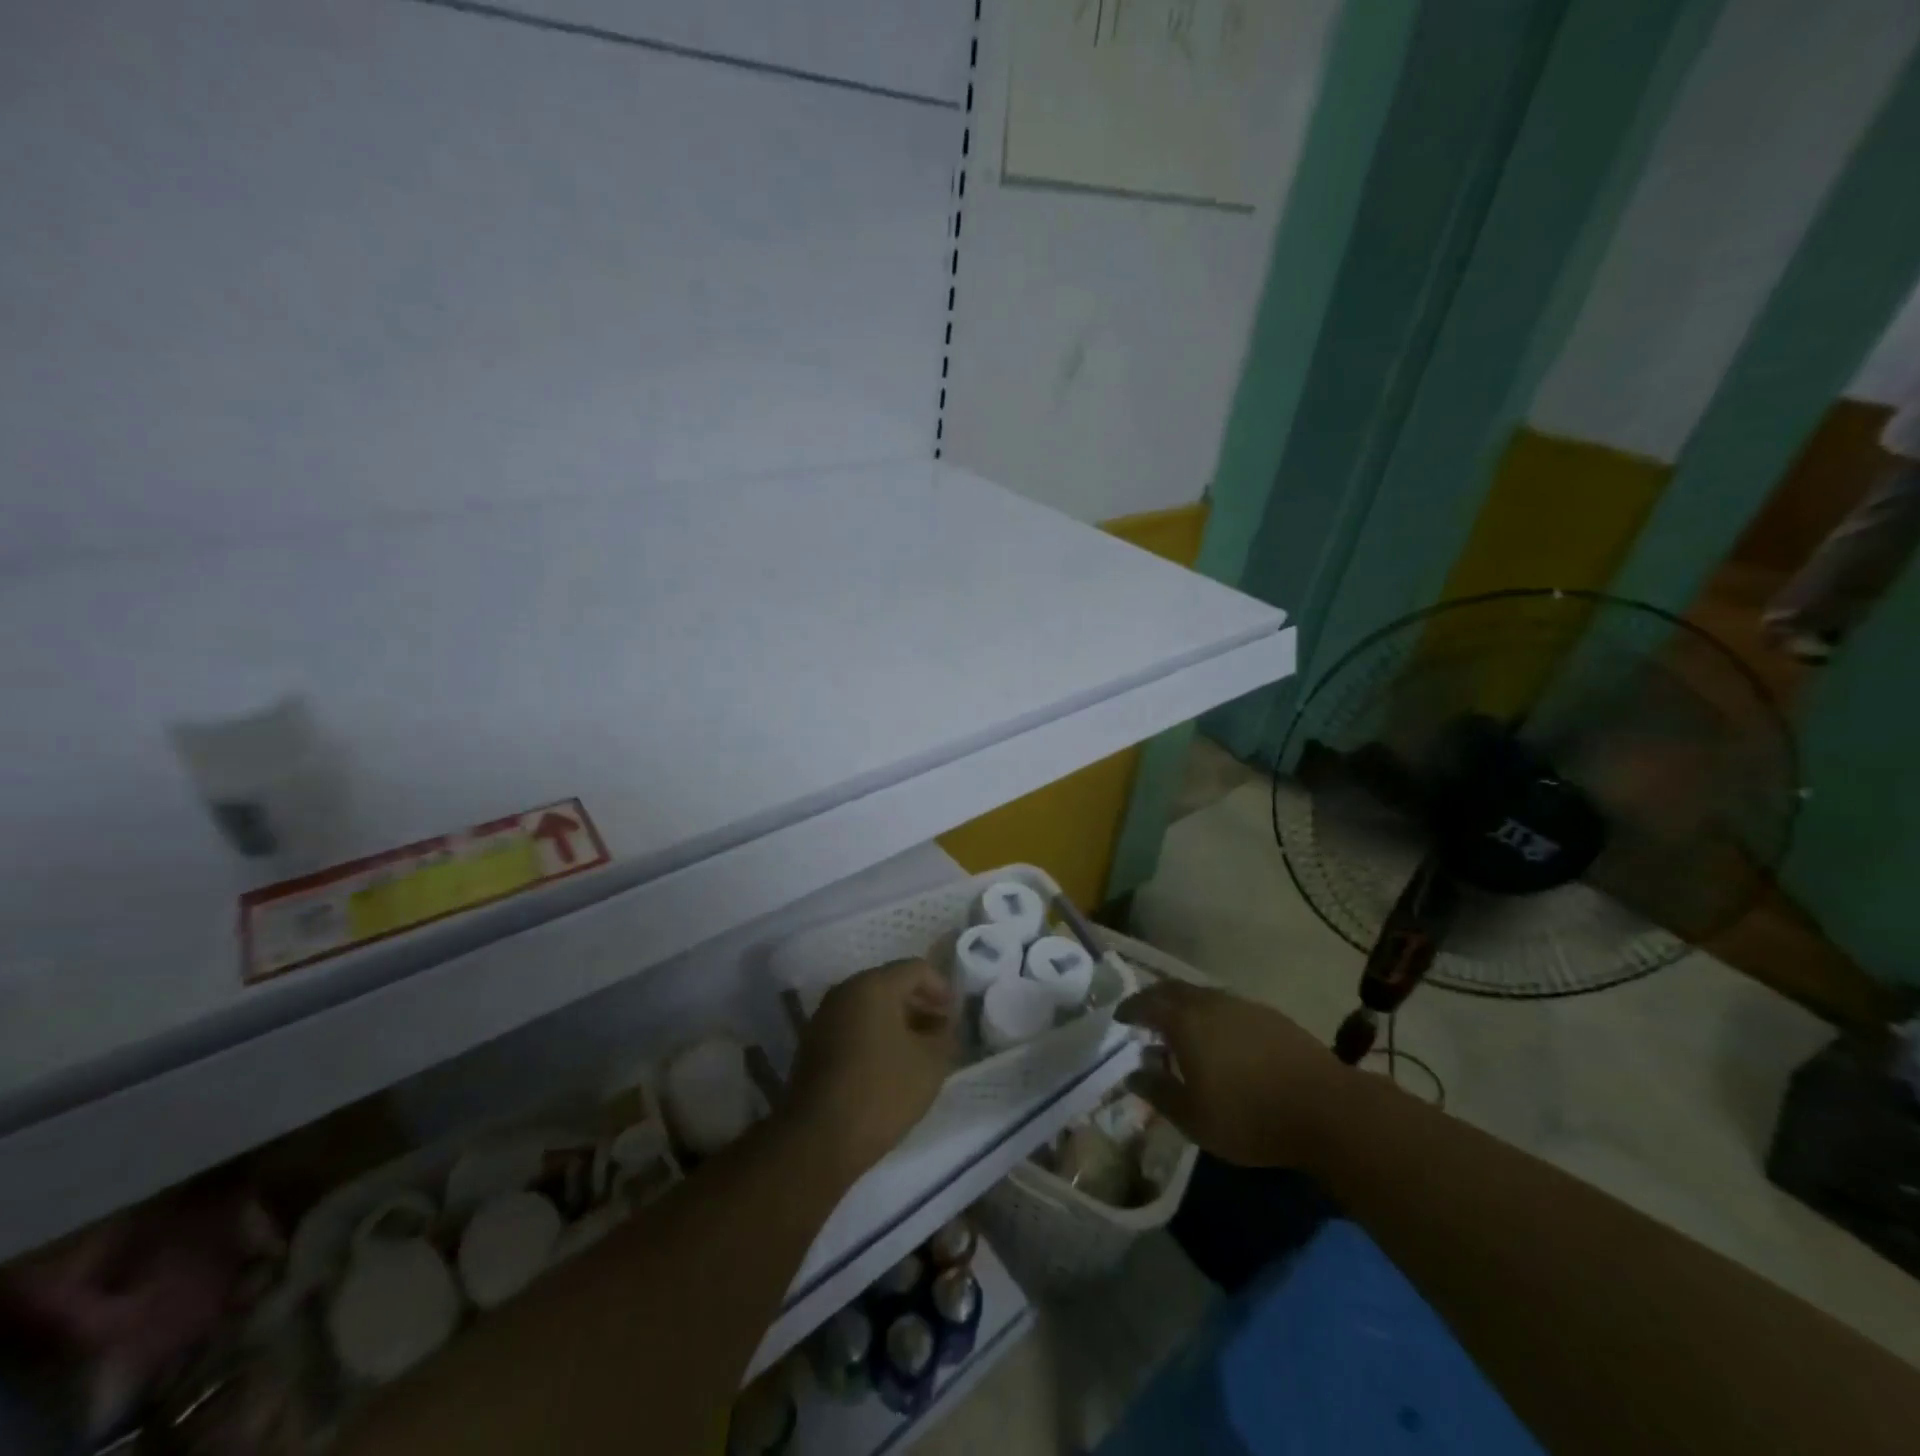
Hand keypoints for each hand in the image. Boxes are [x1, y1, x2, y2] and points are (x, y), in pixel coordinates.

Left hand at [786, 959, 956, 1179]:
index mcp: (873, 985)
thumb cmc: (882, 1091)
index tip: (955, 1015)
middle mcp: (845, 991)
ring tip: (919, 1051)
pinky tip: (890, 1065)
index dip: (941, 987)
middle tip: (941, 1032)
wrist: (818, 1139)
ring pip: (870, 1006)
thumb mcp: (930, 1064)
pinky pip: (853, 1026)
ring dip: (898, 1021)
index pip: (915, 968)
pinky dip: (876, 1035)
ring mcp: (824, 1017)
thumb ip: (944, 1035)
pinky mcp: (813, 1044)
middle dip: (920, 1005)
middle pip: (890, 984)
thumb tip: (944, 1025)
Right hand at [1116, 980, 1349, 1169]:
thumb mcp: (1192, 1117)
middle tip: (1144, 1017)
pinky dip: (1212, 1015)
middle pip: (1173, 990)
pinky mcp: (1271, 1016)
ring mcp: (1243, 1006)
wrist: (1326, 1110)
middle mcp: (1210, 1002)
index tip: (1119, 1017)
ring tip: (1181, 1030)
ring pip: (1203, 995)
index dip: (1129, 1008)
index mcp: (1185, 1021)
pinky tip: (1221, 1040)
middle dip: (1154, 999)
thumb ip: (1157, 1091)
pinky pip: (1228, 1006)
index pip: (1146, 1003)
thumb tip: (1133, 1074)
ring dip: (1185, 1007)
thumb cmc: (1248, 1116)